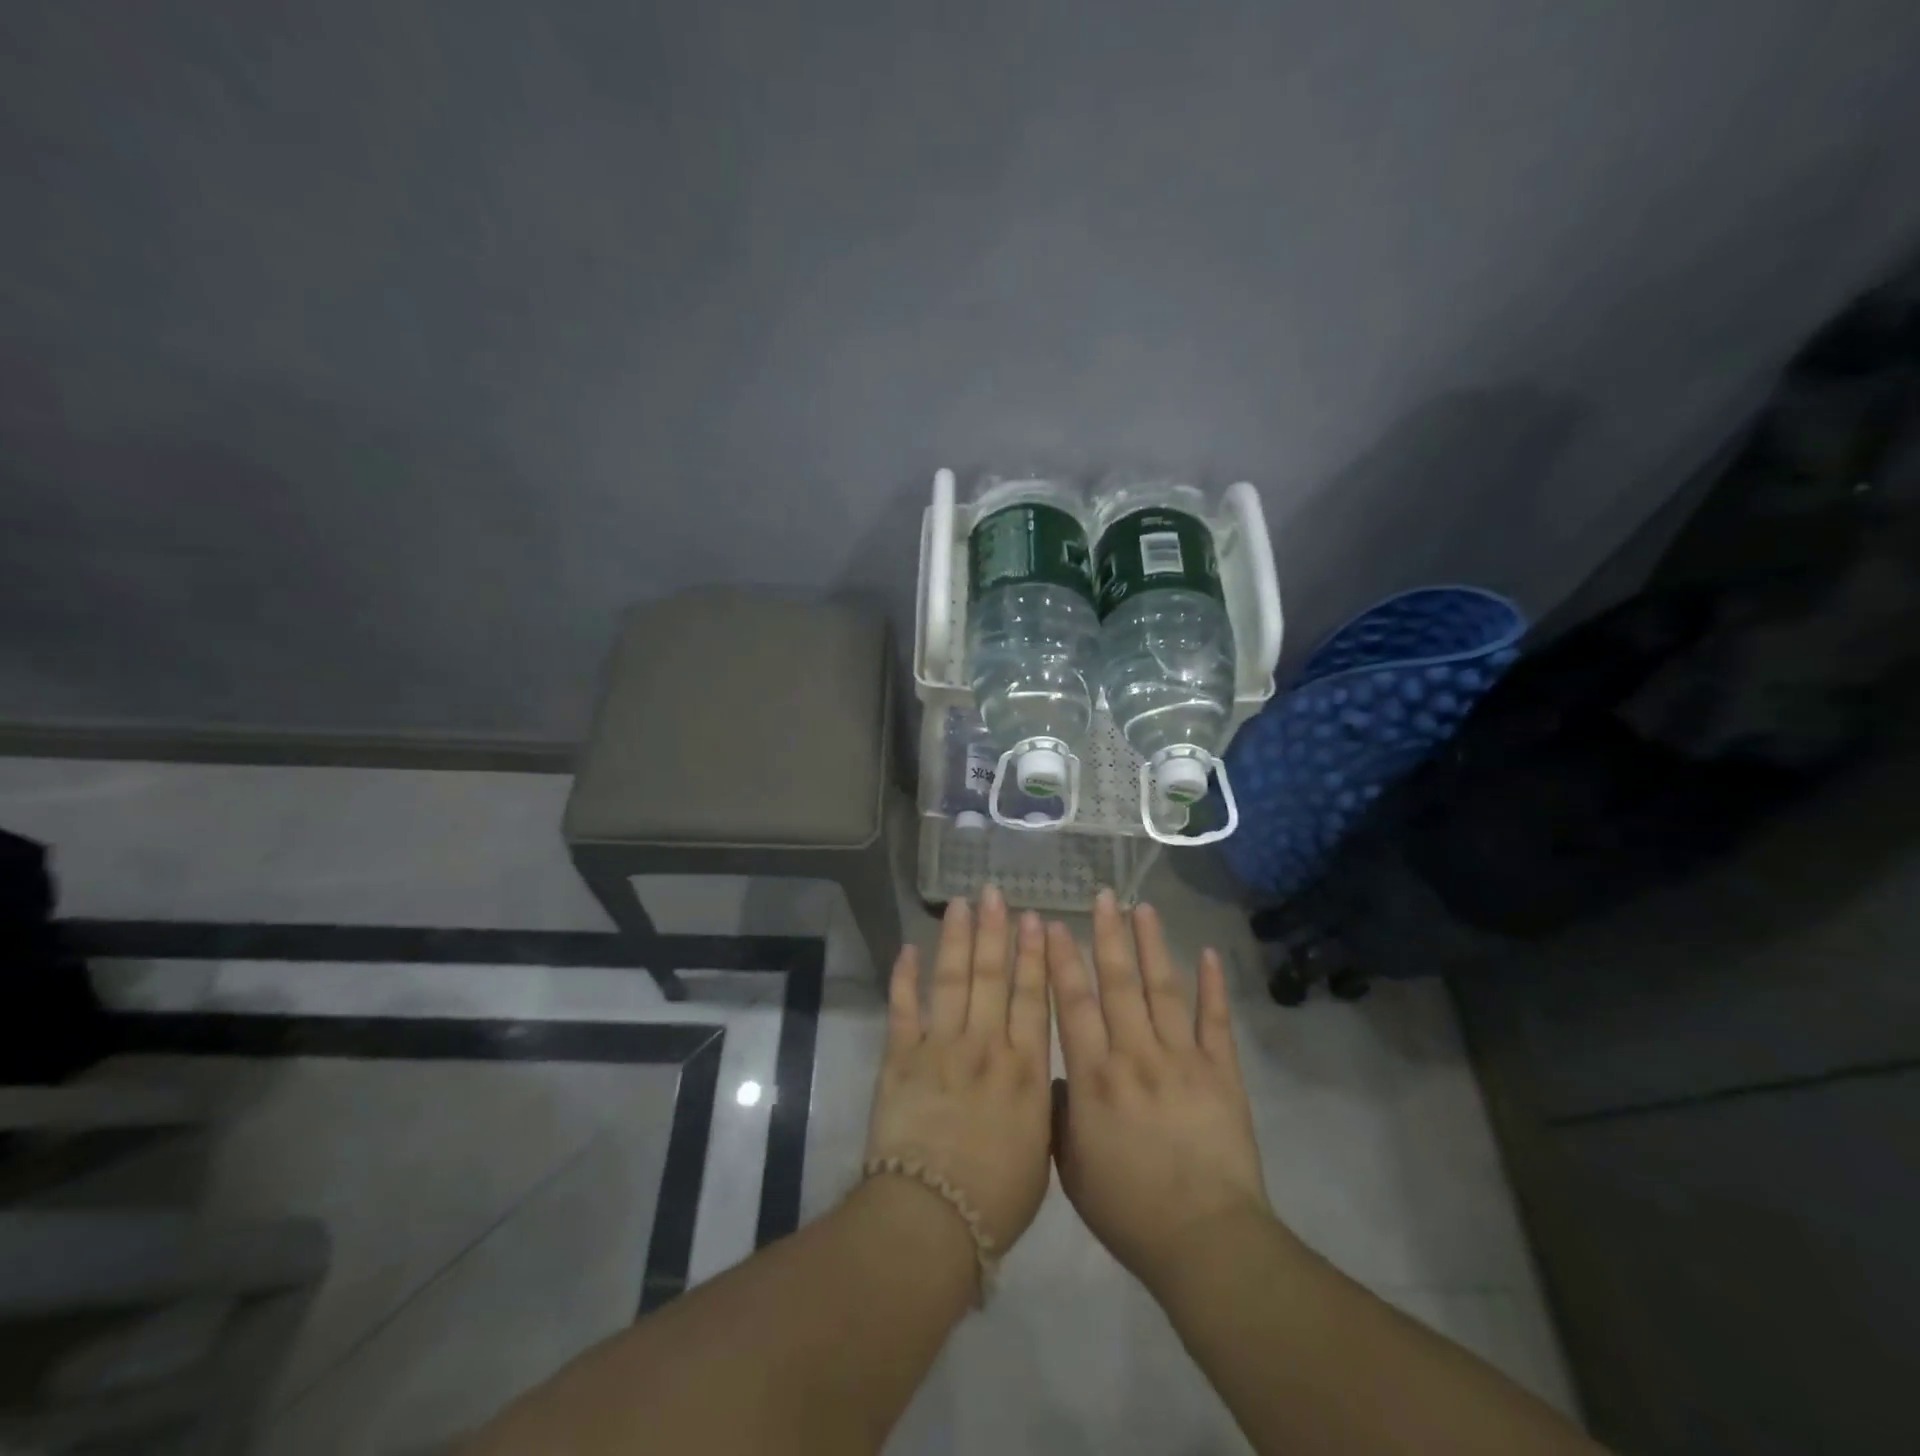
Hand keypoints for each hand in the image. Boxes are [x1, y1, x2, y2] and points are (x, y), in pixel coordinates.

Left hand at [863, 886, 1053, 1252]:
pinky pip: (902, 1008)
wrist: (932, 1219)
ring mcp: (940, 1046)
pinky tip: (907, 948)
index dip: (1034, 956)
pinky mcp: (900, 1058)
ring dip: (957, 939)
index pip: (1031, 997)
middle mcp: (985, 1045)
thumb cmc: (997, 1197)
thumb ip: (1042, 1105)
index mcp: (1024, 1068)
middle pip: (992, 976)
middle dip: (995, 931)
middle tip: (995, 892)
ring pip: (952, 979)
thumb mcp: (1042, 1152)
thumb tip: (1042, 1075)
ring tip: (962, 904)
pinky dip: (903, 977)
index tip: (1036, 920)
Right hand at [1047, 891, 1270, 1293]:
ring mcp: (1183, 1060)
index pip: (1073, 1005)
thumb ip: (1057, 1114)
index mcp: (1094, 1078)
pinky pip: (1217, 1022)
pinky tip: (1209, 954)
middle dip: (1108, 936)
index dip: (1062, 961)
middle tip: (1103, 896)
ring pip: (1164, 990)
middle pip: (1118, 984)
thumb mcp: (1070, 1168)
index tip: (1054, 924)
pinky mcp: (1222, 1073)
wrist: (1205, 1242)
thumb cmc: (1128, 1210)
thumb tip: (1056, 1074)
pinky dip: (1214, 987)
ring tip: (1144, 908)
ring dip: (1153, 946)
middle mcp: (1136, 1055)